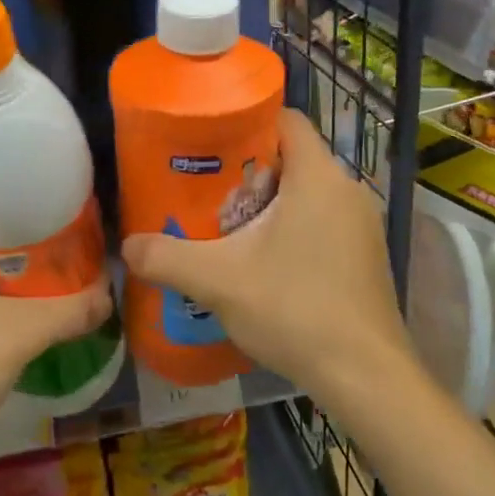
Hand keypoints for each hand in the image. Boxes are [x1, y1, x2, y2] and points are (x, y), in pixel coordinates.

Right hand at [121, 109, 417, 410]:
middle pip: (294, 157)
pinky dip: (295, 228)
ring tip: (232, 229)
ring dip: (272, 203)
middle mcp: (347, 188)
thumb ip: (168, 258)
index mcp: (318, 175)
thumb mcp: (220, 281)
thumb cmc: (295, 308)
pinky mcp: (367, 254)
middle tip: (211, 194)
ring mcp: (363, 223)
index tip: (212, 143)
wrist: (365, 376)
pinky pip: (325, 220)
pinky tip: (268, 264)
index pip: (286, 119)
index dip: (248, 122)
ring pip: (309, 192)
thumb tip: (126, 246)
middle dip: (251, 171)